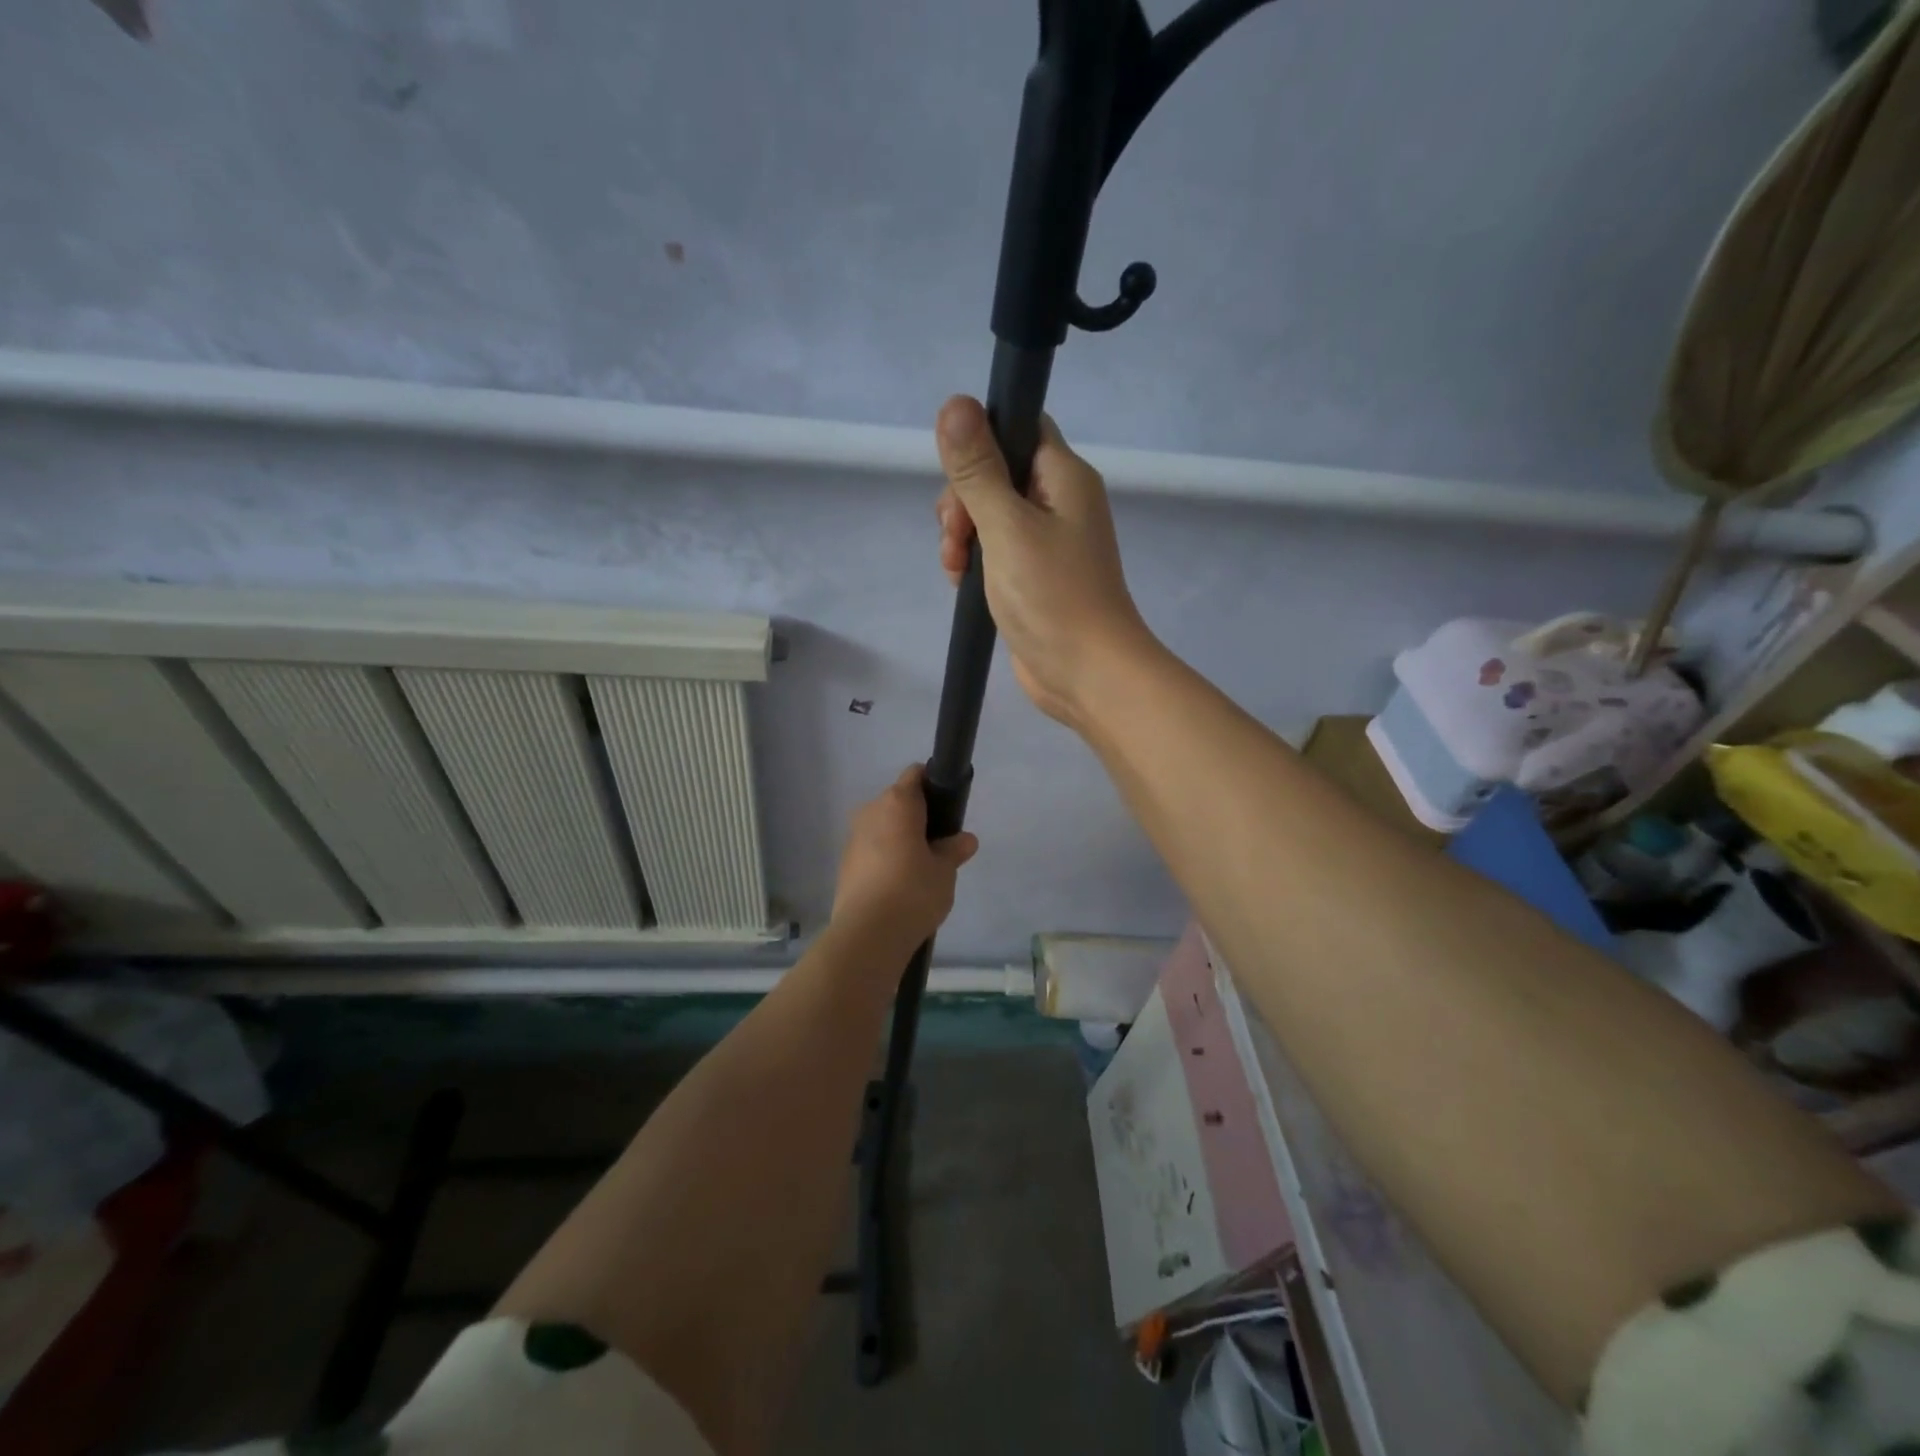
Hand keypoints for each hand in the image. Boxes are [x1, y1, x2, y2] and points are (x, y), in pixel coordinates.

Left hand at [832, 765, 978, 943]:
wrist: (867, 934)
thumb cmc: (913, 891)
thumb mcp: (945, 870)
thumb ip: (953, 849)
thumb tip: (964, 839)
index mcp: (897, 802)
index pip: (916, 775)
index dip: (934, 785)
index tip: (949, 809)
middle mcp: (871, 811)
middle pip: (899, 802)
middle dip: (919, 818)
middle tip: (940, 846)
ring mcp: (853, 837)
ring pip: (884, 827)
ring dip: (901, 839)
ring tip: (920, 871)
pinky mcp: (845, 863)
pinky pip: (872, 849)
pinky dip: (886, 858)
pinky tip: (899, 886)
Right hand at [934, 396, 1157, 727]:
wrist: (1087, 673)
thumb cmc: (1052, 596)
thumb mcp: (1007, 527)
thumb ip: (978, 469)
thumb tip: (955, 402)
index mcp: (1064, 477)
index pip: (1019, 427)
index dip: (981, 443)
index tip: (958, 478)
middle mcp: (1059, 502)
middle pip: (997, 472)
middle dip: (963, 500)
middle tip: (955, 536)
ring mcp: (1047, 542)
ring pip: (990, 514)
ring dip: (963, 534)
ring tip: (954, 567)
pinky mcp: (1034, 576)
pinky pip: (996, 550)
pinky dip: (974, 560)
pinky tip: (960, 581)